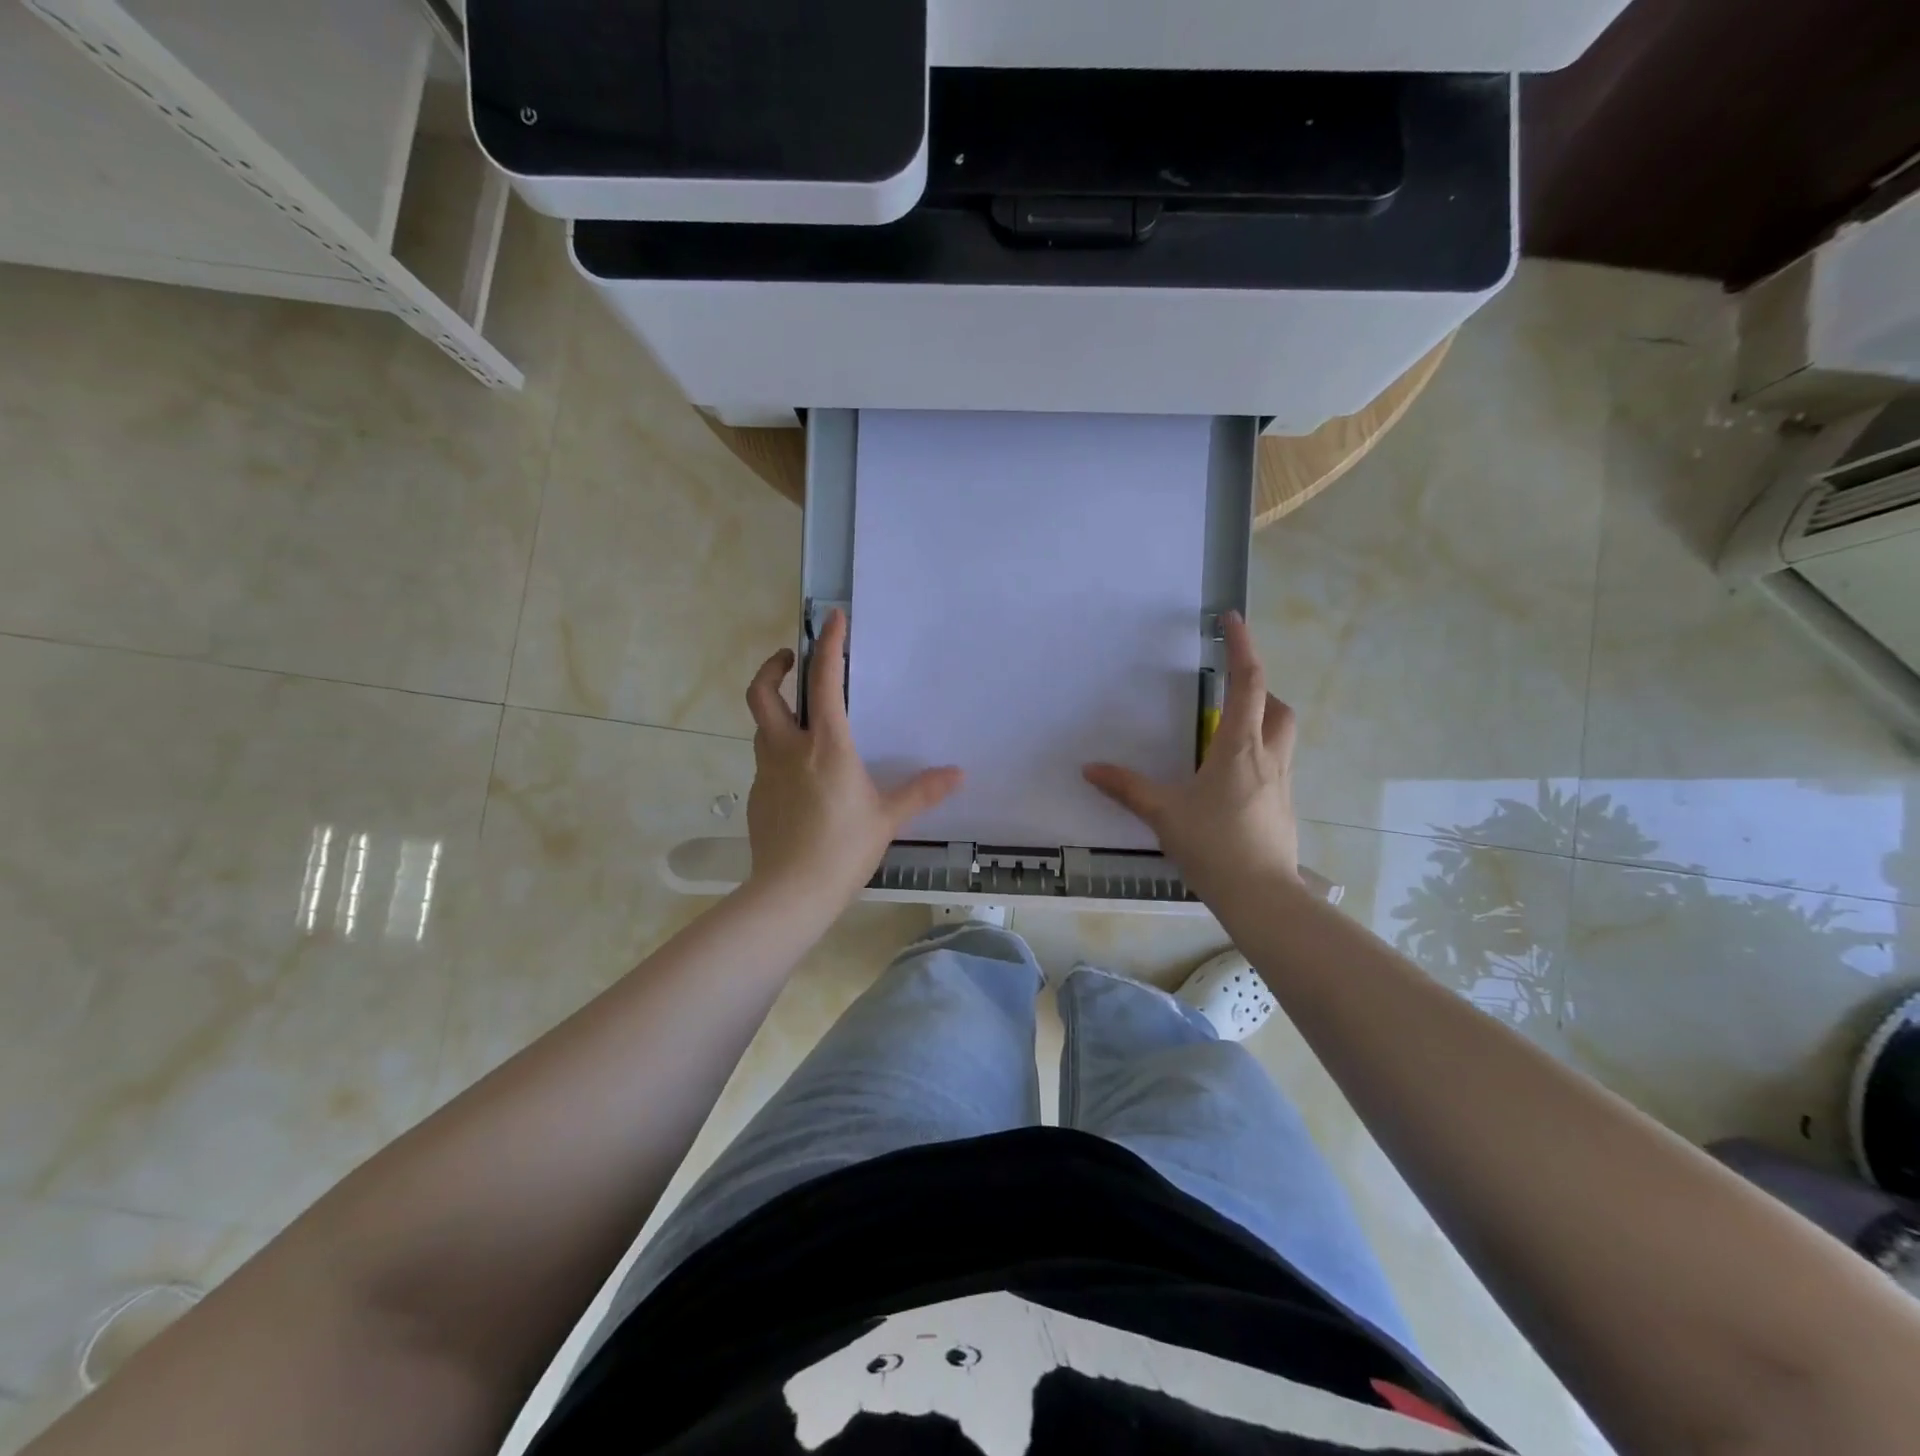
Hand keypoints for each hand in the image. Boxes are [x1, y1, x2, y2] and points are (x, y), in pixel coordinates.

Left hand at [743, 609, 962, 904]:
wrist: (790, 893)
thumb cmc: (843, 849)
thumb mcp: (887, 817)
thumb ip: (921, 791)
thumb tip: (958, 774)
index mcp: (826, 745)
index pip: (822, 681)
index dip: (828, 645)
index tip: (833, 618)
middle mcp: (788, 749)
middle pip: (763, 693)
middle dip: (773, 667)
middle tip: (790, 659)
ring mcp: (767, 773)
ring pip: (762, 726)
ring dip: (776, 711)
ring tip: (801, 719)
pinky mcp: (758, 796)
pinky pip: (766, 761)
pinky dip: (779, 752)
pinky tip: (800, 777)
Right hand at [1083, 612, 1298, 902]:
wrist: (1261, 895)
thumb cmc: (1213, 845)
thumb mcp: (1163, 813)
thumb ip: (1126, 788)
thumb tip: (1089, 768)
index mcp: (1239, 748)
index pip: (1247, 683)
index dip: (1242, 647)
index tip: (1231, 619)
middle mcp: (1268, 758)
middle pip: (1278, 707)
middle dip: (1259, 689)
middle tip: (1230, 693)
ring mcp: (1280, 783)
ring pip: (1283, 736)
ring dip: (1263, 721)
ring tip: (1227, 734)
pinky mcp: (1282, 806)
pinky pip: (1276, 766)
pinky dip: (1258, 756)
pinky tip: (1230, 781)